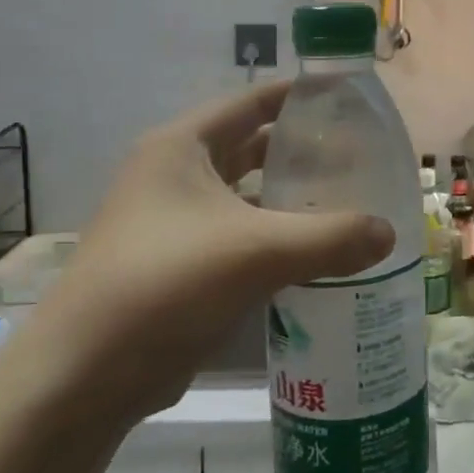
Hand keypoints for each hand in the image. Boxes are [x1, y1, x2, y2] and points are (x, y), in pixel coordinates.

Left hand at [23, 83, 393, 422]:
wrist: (84, 376)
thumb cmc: (165, 285)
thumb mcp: (256, 252)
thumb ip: (330, 237)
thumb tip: (389, 233)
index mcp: (181, 148)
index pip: (251, 102)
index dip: (299, 96)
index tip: (348, 99)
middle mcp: (174, 175)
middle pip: (251, 147)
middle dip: (302, 151)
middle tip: (360, 157)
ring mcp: (172, 222)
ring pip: (245, 196)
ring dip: (289, 198)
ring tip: (347, 202)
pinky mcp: (178, 264)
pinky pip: (239, 236)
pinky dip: (274, 237)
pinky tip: (315, 252)